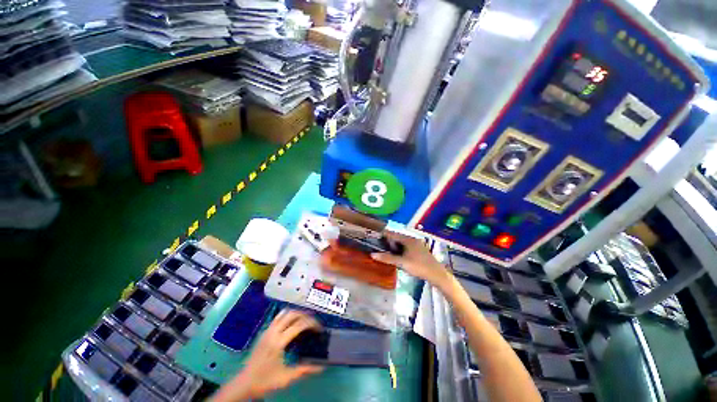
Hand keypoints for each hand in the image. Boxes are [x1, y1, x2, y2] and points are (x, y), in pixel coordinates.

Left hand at [213, 310, 323, 400]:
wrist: (244, 384)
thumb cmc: (265, 381)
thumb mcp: (286, 378)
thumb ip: (304, 370)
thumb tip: (321, 367)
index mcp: (279, 342)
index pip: (299, 325)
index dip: (311, 323)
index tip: (319, 328)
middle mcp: (273, 332)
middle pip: (292, 314)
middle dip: (305, 315)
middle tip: (313, 322)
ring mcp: (268, 330)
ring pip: (284, 313)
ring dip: (297, 313)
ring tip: (305, 319)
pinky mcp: (264, 332)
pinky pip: (278, 317)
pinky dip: (288, 315)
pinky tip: (292, 322)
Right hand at [371, 231, 451, 288]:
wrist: (437, 274)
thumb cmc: (419, 266)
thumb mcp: (402, 262)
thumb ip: (387, 258)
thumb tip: (373, 254)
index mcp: (408, 239)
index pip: (393, 234)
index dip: (383, 234)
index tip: (374, 236)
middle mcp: (412, 239)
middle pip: (397, 237)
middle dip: (388, 241)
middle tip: (379, 245)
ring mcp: (417, 244)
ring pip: (402, 242)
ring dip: (394, 246)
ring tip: (386, 251)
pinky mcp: (419, 250)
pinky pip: (406, 246)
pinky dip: (400, 249)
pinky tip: (397, 255)